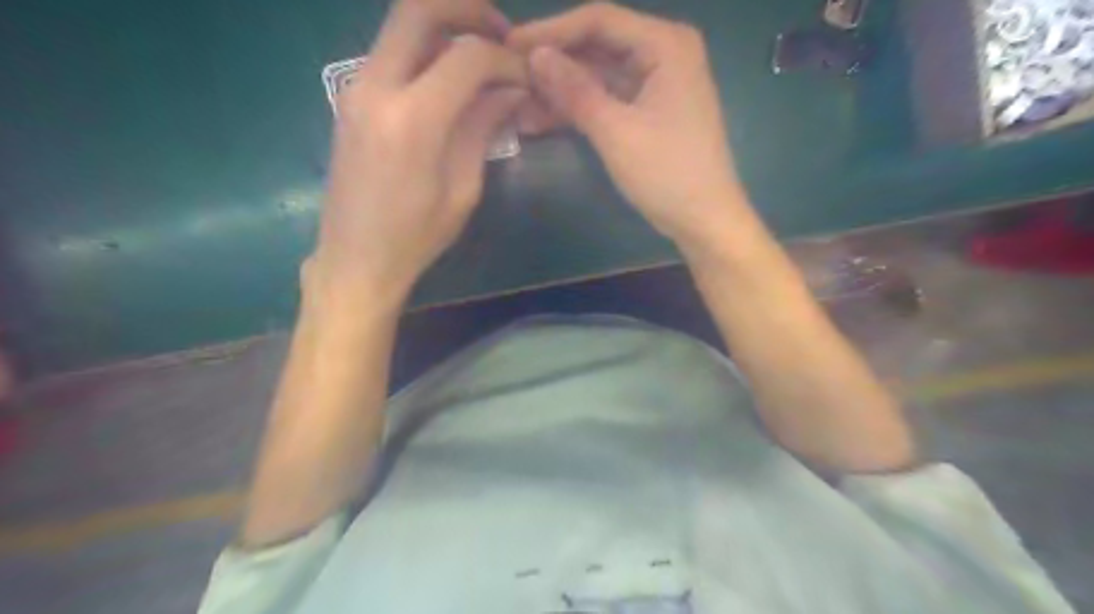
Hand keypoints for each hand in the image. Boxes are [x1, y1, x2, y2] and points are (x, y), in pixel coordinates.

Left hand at [306, 0, 529, 313]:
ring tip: (481, 54)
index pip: (467, 56)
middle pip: (418, 9)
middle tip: (502, 34)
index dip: (505, 58)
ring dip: (445, 26)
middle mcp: (376, 87)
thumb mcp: (463, 189)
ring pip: (401, 24)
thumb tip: (510, 90)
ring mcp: (355, 88)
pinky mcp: (349, 97)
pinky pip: (390, 50)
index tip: (526, 76)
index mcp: (413, 120)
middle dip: (468, 10)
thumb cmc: (416, 236)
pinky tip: (450, 77)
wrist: (355, 258)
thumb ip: (483, 128)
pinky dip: (425, 49)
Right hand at [506, 3, 747, 250]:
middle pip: (597, 46)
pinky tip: (542, 119)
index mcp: (665, 44)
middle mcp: (663, 53)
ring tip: (518, 103)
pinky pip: (607, 99)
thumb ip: (575, 91)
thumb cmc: (668, 174)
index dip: (551, 30)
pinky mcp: (648, 110)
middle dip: (554, 63)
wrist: (704, 220)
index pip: (599, 20)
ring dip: (561, 90)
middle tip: (509, 76)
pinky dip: (578, 109)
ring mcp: (656, 83)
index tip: (509, 44)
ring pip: (598, 75)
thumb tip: (535, 55)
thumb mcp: (616, 131)